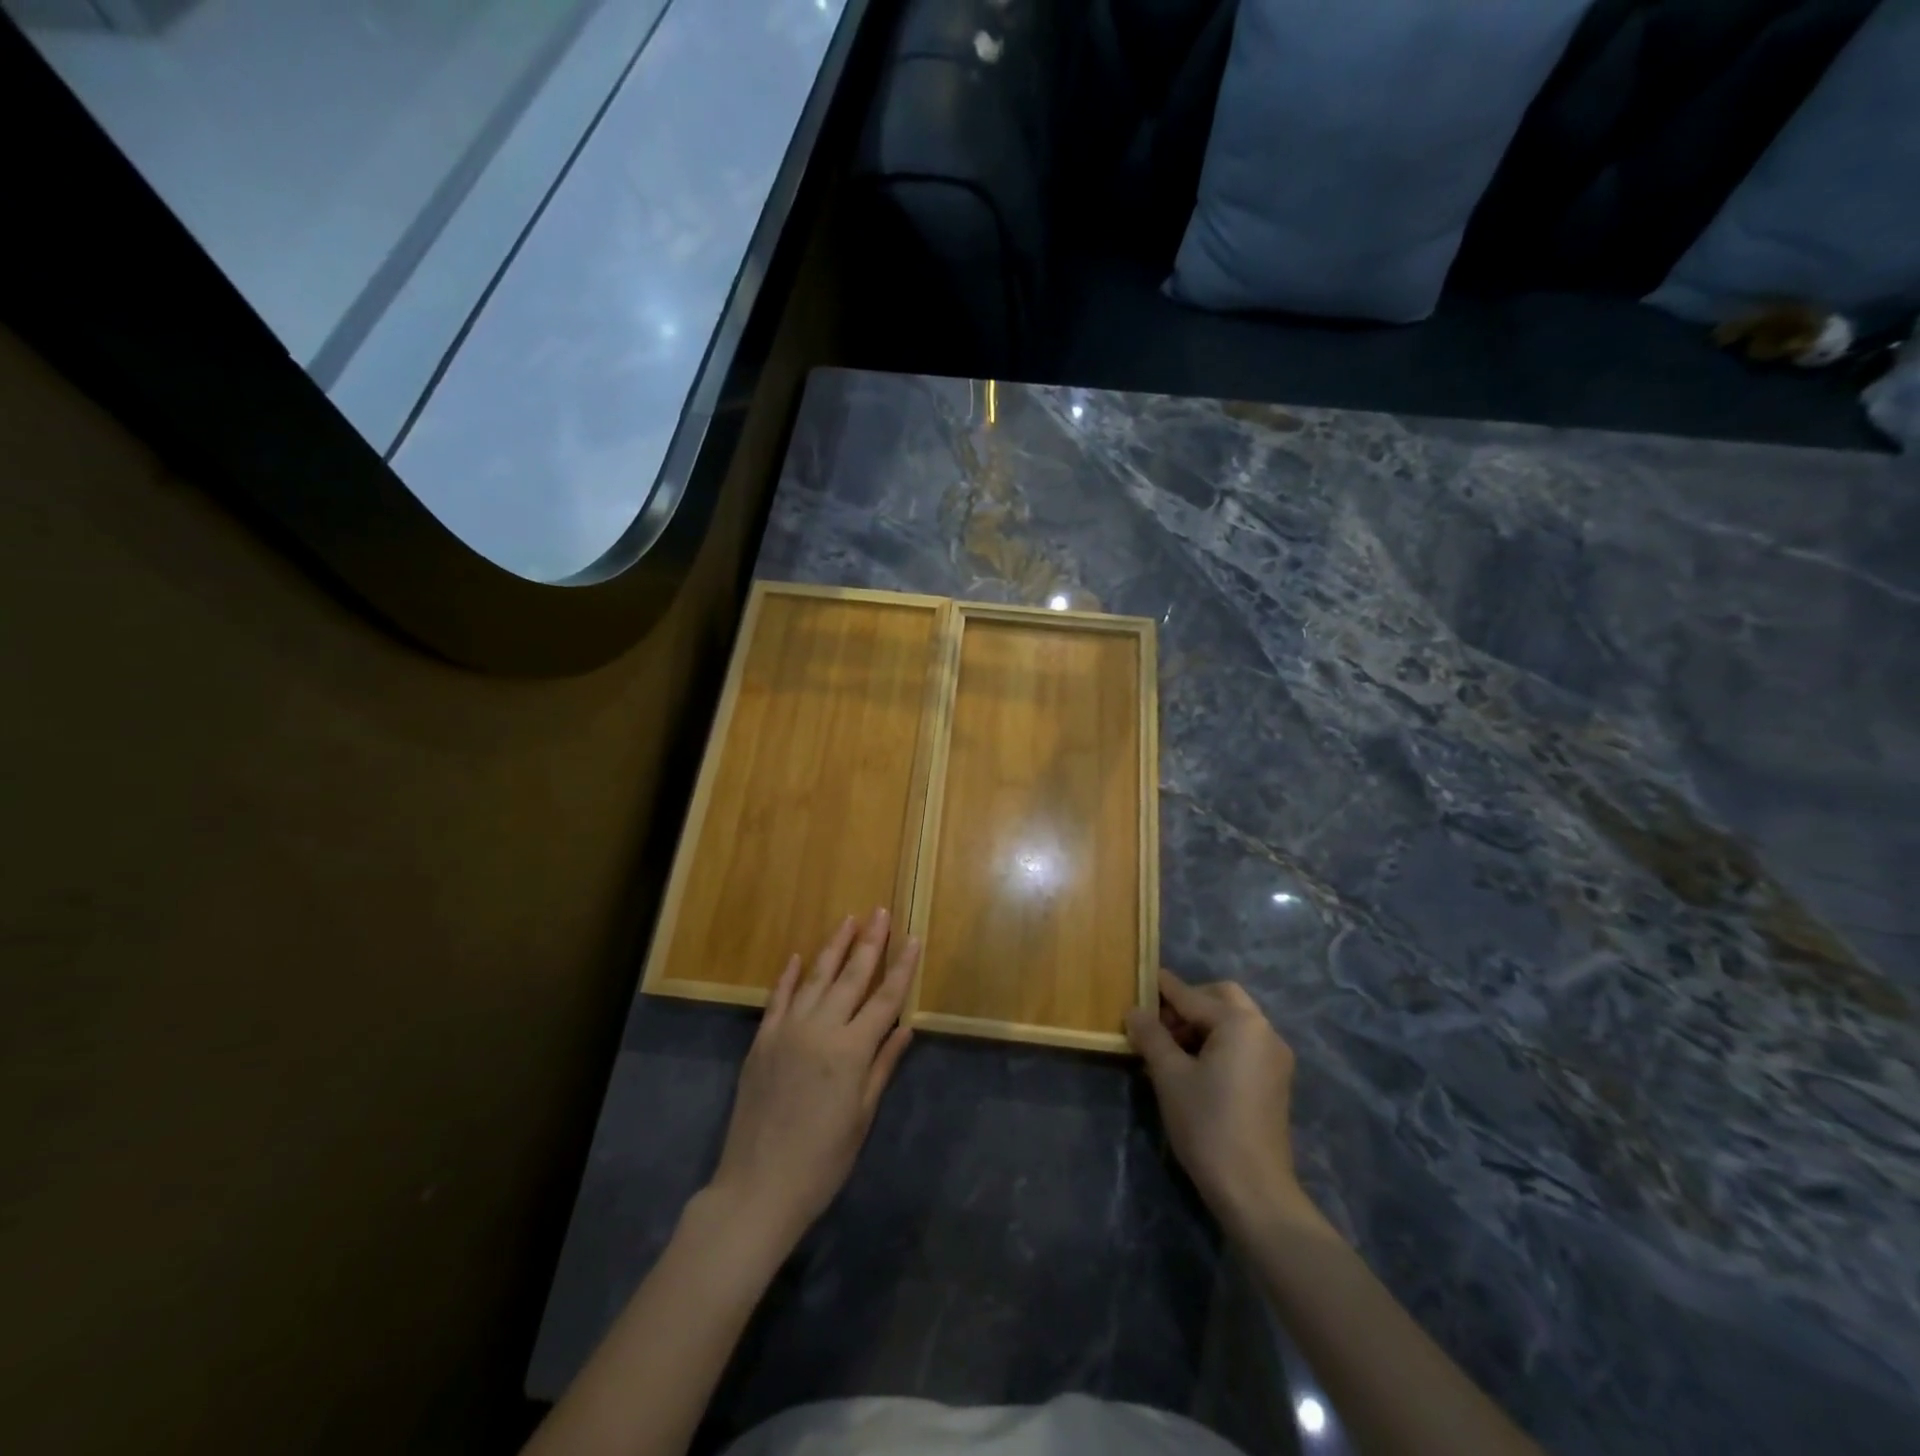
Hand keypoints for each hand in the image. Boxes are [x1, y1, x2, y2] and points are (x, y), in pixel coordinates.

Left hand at [705, 909, 917, 1253]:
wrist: (758, 1187)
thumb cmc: (822, 1161)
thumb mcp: (861, 1117)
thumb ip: (882, 1066)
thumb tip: (906, 1028)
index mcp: (851, 1051)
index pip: (885, 999)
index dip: (902, 967)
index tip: (914, 938)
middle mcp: (820, 1030)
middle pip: (851, 977)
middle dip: (869, 942)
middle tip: (881, 912)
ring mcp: (787, 1031)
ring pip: (816, 978)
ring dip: (833, 947)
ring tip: (848, 920)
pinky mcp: (762, 1041)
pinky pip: (778, 998)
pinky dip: (790, 975)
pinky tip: (799, 956)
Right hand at [1125, 968, 1317, 1234]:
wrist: (1254, 1190)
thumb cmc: (1208, 1124)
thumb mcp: (1169, 1075)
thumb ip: (1151, 1035)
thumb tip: (1134, 1011)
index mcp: (1240, 1023)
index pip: (1191, 995)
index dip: (1161, 989)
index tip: (1138, 980)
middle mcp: (1264, 1031)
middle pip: (1220, 998)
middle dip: (1187, 1004)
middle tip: (1158, 1025)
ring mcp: (1274, 1057)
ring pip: (1233, 1021)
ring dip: (1201, 1025)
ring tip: (1168, 1050)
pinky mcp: (1275, 1080)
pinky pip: (1242, 1044)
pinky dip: (1217, 1043)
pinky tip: (1192, 1068)